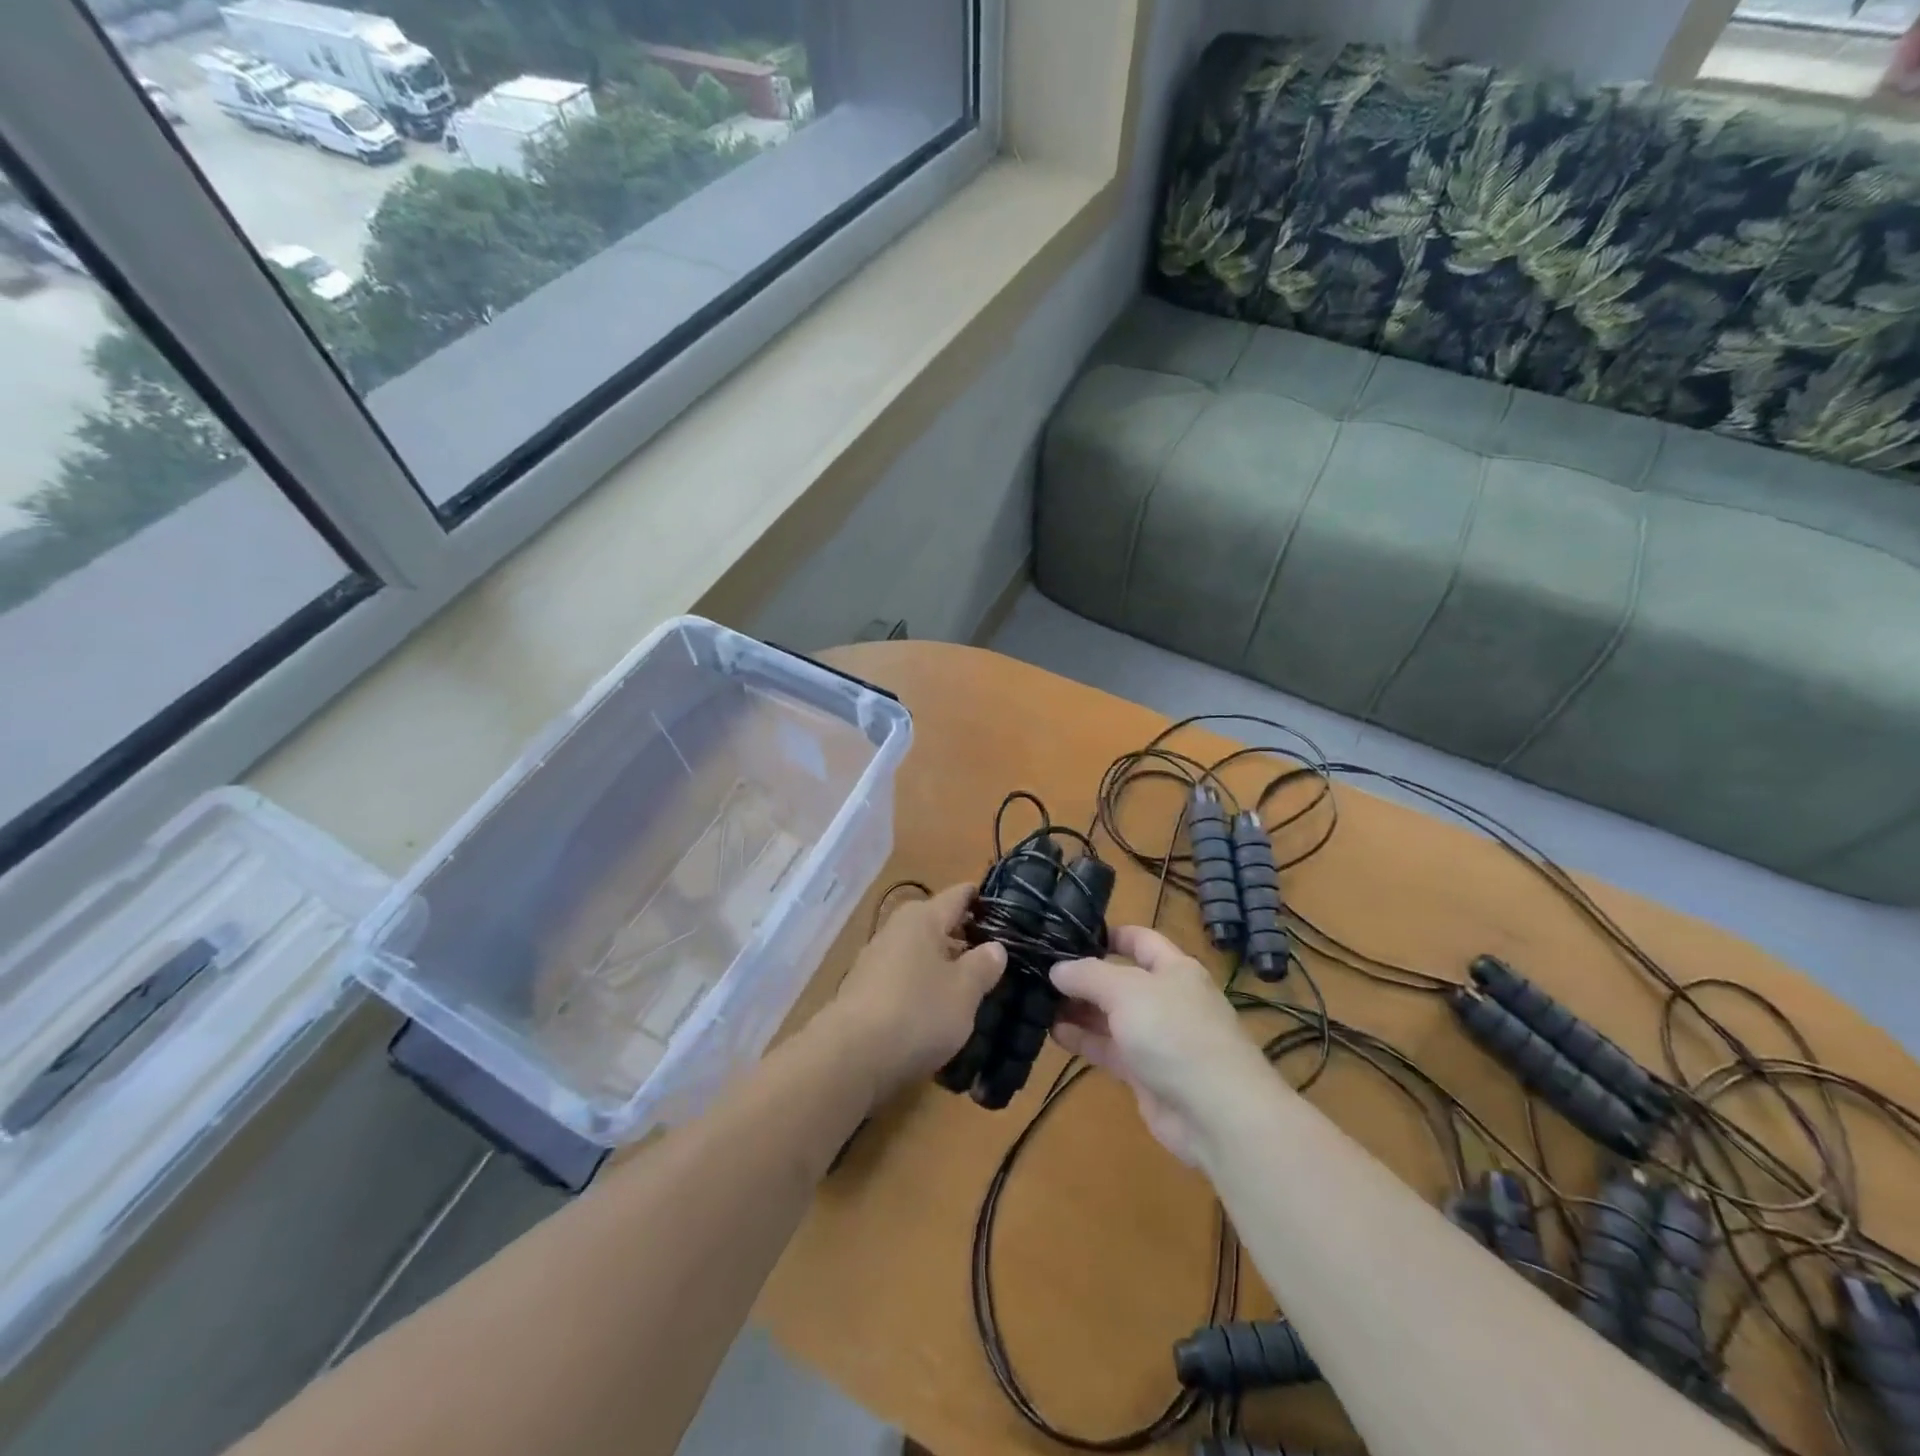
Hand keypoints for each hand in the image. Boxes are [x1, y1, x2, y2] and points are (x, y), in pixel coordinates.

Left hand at [826, 883, 1005, 1101]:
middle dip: (966, 939)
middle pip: (939, 924)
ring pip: (921, 953)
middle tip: (999, 959)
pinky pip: (904, 979)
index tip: (1010, 915)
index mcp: (923, 917)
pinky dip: (922, 988)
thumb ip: (983, 965)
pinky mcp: (864, 990)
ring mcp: (876, 959)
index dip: (984, 902)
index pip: (960, 895)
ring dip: (944, 967)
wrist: (851, 1058)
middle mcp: (897, 928)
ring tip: (973, 989)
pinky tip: (937, 1012)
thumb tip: (995, 946)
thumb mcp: (964, 991)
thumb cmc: (918, 1012)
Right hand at [1050, 926, 1274, 1164]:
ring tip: (1038, 1000)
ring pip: (1111, 1016)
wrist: (1216, 1113)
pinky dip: (1083, 1040)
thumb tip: (1057, 969)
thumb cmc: (1174, 1032)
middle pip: (1120, 979)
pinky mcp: (1145, 1074)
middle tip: (1041, 971)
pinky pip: (1109, 1049)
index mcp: (1174, 969)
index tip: (1069, 934)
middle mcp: (1166, 999)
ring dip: (1079, 1009)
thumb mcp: (1126, 990)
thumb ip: (1088, 975)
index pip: (1139, 940)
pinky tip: (1053, 1033)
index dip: (1108, 934)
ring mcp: (1157, 1038)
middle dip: (1084, 976)